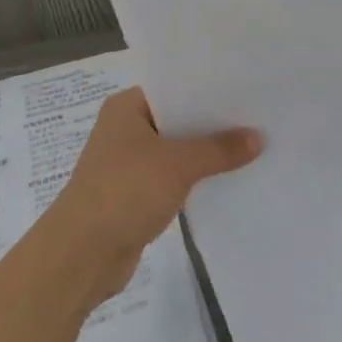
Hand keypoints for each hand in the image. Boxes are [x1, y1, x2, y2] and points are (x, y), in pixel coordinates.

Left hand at [44, 88, 263, 304]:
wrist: (82, 255)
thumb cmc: (125, 191)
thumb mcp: (178, 165)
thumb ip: (219, 149)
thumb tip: (259, 137)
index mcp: (127, 107)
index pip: (174, 87)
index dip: (209, 88)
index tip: (247, 88)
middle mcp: (125, 129)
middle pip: (177, 119)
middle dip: (213, 123)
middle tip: (258, 117)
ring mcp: (128, 163)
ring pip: (176, 150)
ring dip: (206, 154)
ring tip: (253, 147)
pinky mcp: (135, 194)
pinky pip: (173, 177)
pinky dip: (195, 179)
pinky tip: (228, 179)